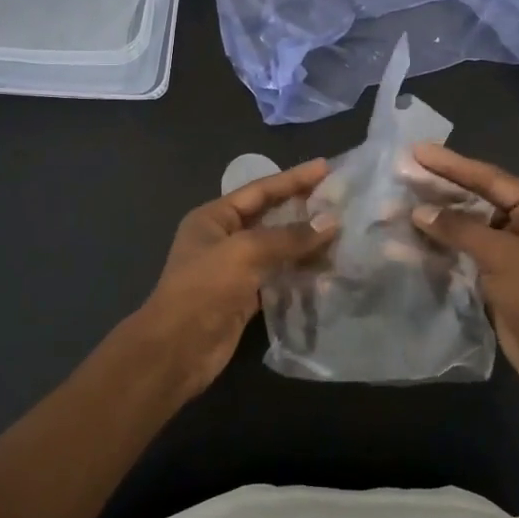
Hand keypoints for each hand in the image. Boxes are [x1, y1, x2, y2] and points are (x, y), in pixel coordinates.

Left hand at [126, 159, 336, 399]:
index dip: (294, 179)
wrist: (176, 350)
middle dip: (303, 209)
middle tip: (339, 200)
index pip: (260, 190)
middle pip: (270, 217)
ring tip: (341, 234)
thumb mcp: (245, 252)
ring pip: (277, 248)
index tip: (326, 167)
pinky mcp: (246, 297)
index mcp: (214, 218)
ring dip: (306, 243)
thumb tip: (330, 222)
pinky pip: (278, 276)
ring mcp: (234, 269)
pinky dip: (300, 272)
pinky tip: (326, 269)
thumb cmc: (204, 289)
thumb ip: (289, 237)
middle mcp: (224, 238)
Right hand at [408, 144, 518, 406]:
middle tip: (401, 175)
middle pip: (477, 200)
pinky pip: (465, 254)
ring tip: (396, 208)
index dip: (452, 165)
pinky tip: (409, 245)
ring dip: (435, 222)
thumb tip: (419, 211)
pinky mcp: (499, 279)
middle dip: (439, 192)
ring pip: (467, 229)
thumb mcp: (503, 257)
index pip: (490, 178)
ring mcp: (513, 254)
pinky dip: (440, 249)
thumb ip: (460, 230)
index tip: (417, 151)